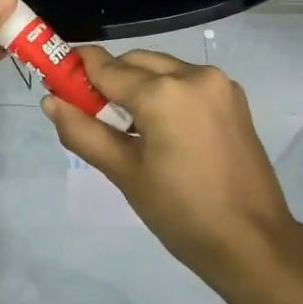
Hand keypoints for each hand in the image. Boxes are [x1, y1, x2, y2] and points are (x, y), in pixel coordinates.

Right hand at [41, 46, 300, 281]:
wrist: (252, 241)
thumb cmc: (181, 212)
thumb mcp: (125, 173)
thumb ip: (83, 132)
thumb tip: (50, 102)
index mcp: (164, 92)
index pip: (107, 68)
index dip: (77, 69)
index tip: (55, 76)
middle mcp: (194, 75)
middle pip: (135, 62)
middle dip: (109, 79)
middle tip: (89, 112)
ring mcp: (219, 84)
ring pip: (162, 68)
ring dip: (138, 85)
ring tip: (126, 127)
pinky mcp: (234, 98)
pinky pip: (187, 81)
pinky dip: (166, 92)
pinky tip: (159, 128)